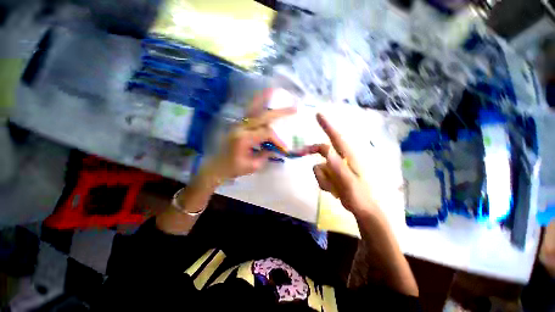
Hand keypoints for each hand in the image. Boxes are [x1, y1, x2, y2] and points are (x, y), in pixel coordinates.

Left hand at [204, 90, 295, 181]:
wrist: (217, 166)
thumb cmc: (234, 168)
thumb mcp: (253, 165)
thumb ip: (266, 154)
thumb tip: (277, 148)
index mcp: (244, 138)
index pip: (266, 133)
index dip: (278, 140)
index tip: (284, 149)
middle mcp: (241, 127)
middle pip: (263, 116)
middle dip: (280, 112)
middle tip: (294, 108)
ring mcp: (239, 124)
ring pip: (254, 108)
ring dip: (265, 100)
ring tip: (275, 90)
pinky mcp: (239, 125)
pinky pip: (250, 111)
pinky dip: (257, 103)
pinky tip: (263, 98)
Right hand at [310, 113, 375, 214]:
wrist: (363, 209)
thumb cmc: (360, 197)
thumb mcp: (349, 184)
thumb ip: (338, 168)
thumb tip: (327, 151)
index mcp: (349, 157)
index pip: (336, 137)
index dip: (327, 125)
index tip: (318, 114)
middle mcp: (342, 158)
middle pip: (323, 150)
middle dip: (312, 152)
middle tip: (300, 153)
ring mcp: (337, 166)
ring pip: (320, 166)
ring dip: (323, 178)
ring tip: (334, 189)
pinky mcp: (334, 173)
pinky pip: (321, 174)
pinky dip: (324, 182)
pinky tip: (333, 190)